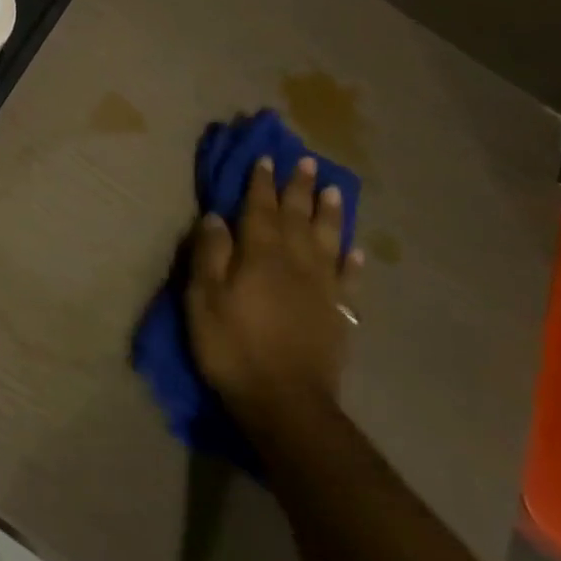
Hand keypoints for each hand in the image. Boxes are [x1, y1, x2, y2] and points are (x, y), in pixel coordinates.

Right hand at [184, 156, 362, 433]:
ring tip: (335, 190)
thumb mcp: (204, 299)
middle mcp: (296, 262)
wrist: (286, 402)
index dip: (261, 183)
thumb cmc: (233, 347)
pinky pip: (349, 279)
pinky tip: (355, 248)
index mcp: (260, 255)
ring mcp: (323, 288)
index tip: (265, 158)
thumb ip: (210, 254)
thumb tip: (216, 217)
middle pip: (298, 217)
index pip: (260, 209)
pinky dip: (353, 260)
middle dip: (299, 188)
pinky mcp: (339, 314)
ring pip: (328, 240)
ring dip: (330, 213)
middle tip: (307, 161)